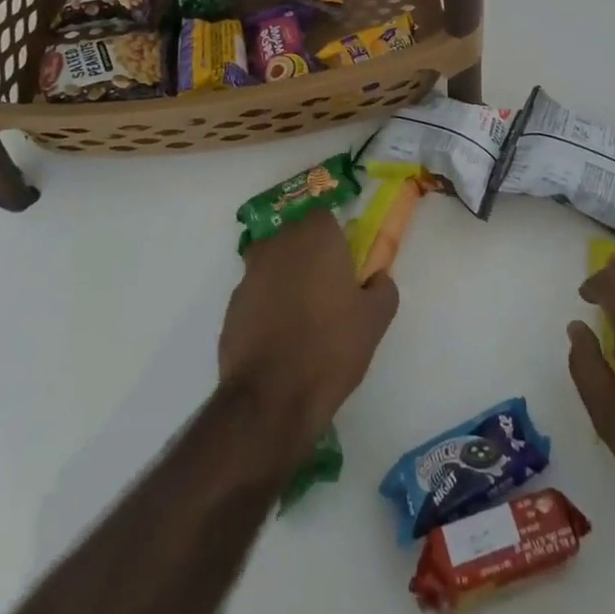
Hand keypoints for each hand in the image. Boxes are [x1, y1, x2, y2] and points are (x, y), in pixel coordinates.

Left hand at [219, 211, 398, 453]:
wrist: (272, 396)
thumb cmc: (331, 347)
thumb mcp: (375, 320)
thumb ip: (383, 288)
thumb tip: (377, 277)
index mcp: (316, 235)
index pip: (325, 217)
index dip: (336, 237)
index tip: (346, 263)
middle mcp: (279, 243)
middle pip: (296, 235)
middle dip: (310, 254)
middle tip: (328, 289)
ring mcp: (250, 272)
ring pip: (273, 262)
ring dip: (286, 278)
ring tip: (303, 315)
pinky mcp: (232, 304)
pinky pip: (256, 293)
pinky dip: (267, 305)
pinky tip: (280, 336)